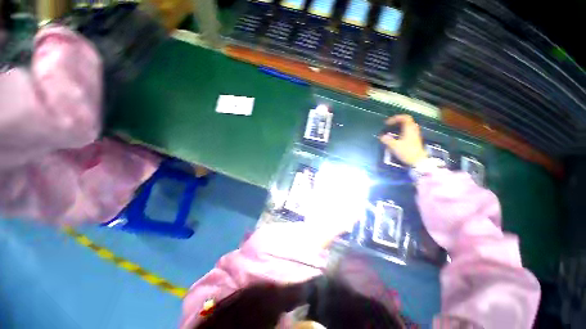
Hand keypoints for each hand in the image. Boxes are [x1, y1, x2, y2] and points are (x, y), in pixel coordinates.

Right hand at [379, 115, 427, 165]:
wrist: (418, 161)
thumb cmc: (407, 152)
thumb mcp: (395, 146)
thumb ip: (387, 140)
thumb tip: (381, 136)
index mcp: (409, 129)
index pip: (404, 118)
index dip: (395, 118)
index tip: (387, 123)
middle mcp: (413, 130)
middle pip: (407, 121)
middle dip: (397, 121)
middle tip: (390, 125)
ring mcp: (415, 134)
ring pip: (408, 126)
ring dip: (400, 126)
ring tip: (392, 130)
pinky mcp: (415, 139)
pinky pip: (408, 131)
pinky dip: (402, 130)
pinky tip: (397, 136)